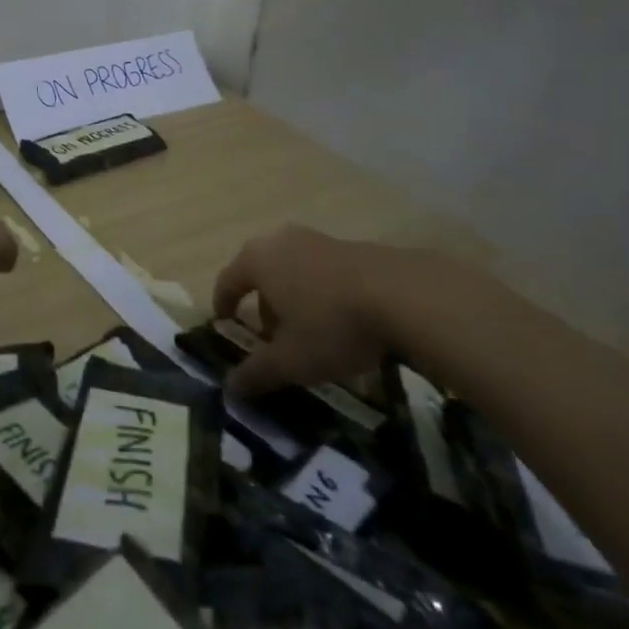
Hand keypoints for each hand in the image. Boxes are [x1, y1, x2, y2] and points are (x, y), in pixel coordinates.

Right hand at [211, 224, 494, 398]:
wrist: (405, 296)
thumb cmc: (332, 325)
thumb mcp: (291, 360)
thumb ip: (256, 373)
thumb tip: (229, 389)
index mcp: (256, 260)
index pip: (227, 281)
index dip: (222, 305)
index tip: (225, 325)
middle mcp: (280, 241)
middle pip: (261, 274)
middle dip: (263, 306)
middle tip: (273, 338)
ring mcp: (318, 239)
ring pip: (292, 271)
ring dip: (293, 299)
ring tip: (310, 333)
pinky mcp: (351, 246)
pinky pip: (322, 271)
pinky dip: (321, 293)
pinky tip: (343, 321)